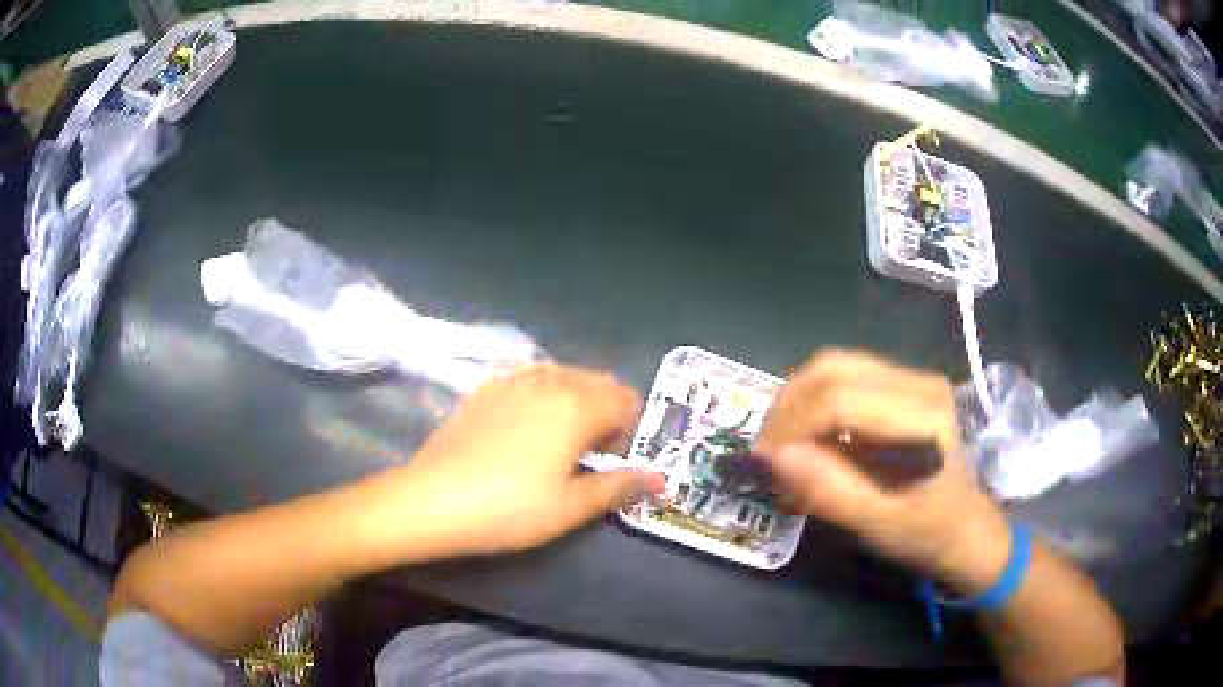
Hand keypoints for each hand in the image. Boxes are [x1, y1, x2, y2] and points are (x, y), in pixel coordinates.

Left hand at [396, 364, 662, 554]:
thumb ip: (620, 486)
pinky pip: (531, 377)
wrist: (434, 499)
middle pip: (598, 381)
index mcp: (578, 406)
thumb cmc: (511, 509)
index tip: (614, 460)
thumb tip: (659, 478)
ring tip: (561, 439)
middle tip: (592, 453)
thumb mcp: (572, 506)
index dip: (630, 430)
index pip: (626, 400)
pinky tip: (527, 425)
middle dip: (607, 410)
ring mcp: (513, 379)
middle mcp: (550, 380)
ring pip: (564, 375)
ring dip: (577, 399)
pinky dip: (544, 392)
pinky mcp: (486, 387)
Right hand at [755, 350, 1011, 593]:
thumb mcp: (879, 525)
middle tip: (765, 451)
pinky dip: (814, 403)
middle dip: (787, 407)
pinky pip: (844, 378)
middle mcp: (918, 382)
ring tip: (781, 444)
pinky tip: (807, 437)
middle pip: (832, 369)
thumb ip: (830, 491)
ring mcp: (911, 379)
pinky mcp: (902, 386)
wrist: (966, 527)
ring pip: (834, 366)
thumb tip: (774, 458)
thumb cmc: (928, 531)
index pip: (839, 400)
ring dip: (797, 401)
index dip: (791, 427)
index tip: (762, 463)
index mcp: (922, 415)